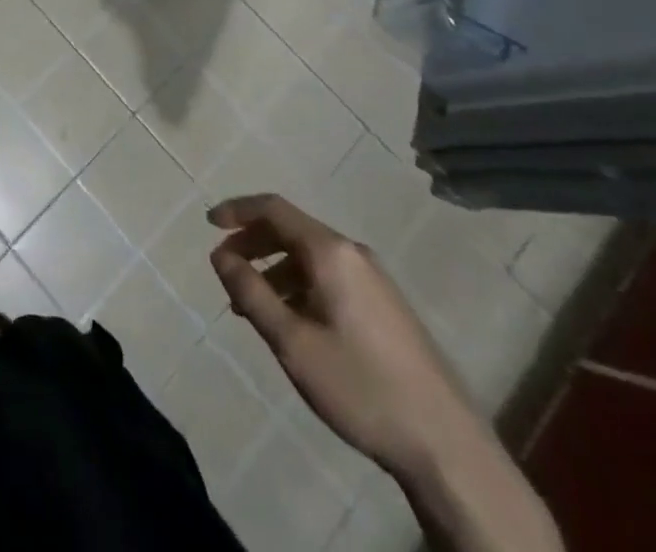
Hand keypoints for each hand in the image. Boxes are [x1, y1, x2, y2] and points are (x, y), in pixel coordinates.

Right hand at [208, 192, 484, 480]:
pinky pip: (330, 278)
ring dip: (275, 271)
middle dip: (253, 243)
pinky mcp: (387, 307)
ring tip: (252, 307)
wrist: (447, 447)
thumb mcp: (292, 342)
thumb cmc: (360, 386)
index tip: (208, 223)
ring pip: (311, 258)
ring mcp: (375, 280)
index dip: (237, 211)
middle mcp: (354, 254)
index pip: (274, 209)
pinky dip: (299, 287)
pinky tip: (292, 323)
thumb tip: (220, 255)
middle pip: (292, 230)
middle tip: (225, 270)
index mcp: (331, 251)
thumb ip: (250, 292)